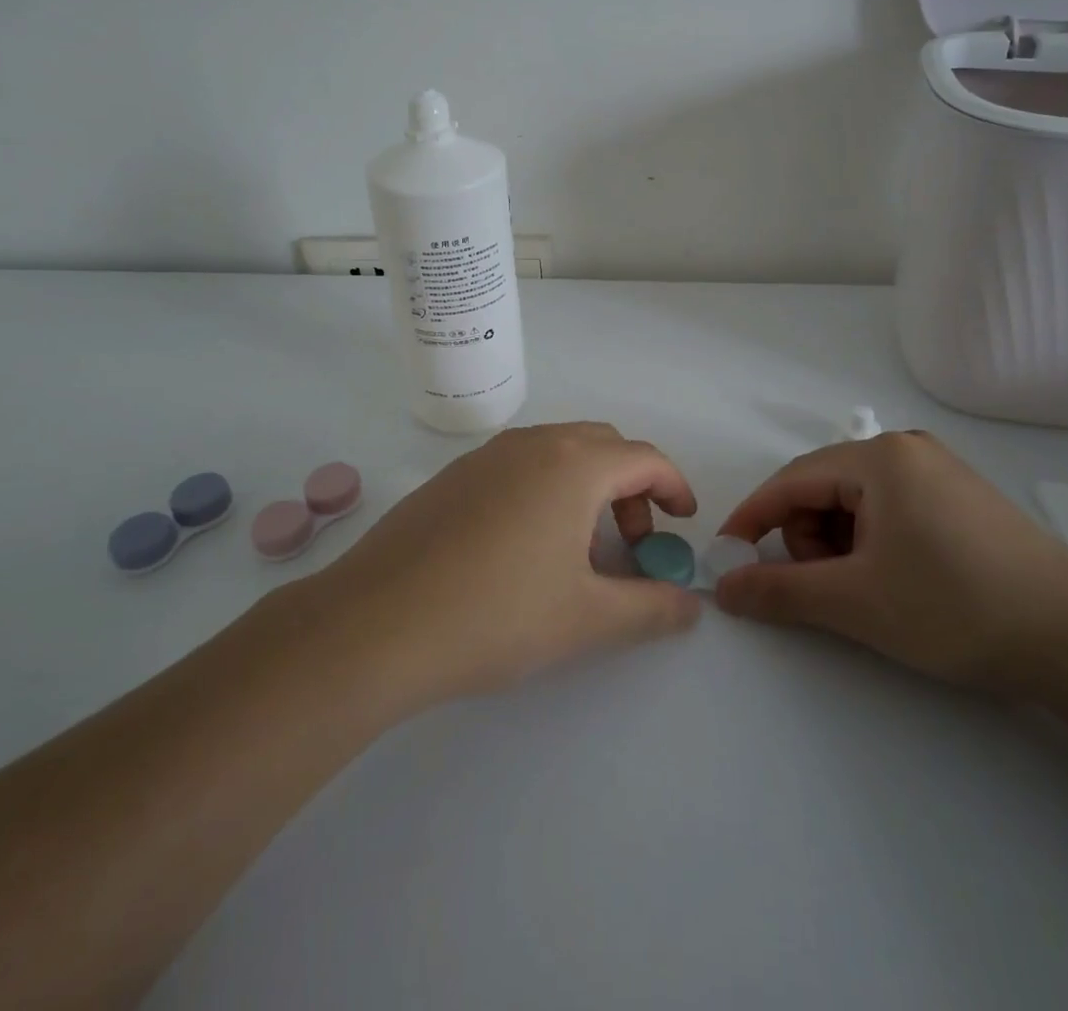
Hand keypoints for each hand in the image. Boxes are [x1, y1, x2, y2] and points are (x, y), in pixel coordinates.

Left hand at [321, 423, 701, 705]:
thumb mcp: (588, 619)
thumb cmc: (497, 615)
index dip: (673, 487)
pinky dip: (545, 488)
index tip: (682, 523)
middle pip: (603, 445)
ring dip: (586, 486)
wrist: (377, 623)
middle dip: (630, 486)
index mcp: (573, 464)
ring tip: (579, 548)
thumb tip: (691, 605)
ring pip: (558, 451)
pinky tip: (524, 546)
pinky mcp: (453, 476)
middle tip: (631, 541)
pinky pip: (518, 465)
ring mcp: (486, 455)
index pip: (644, 458)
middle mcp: (532, 444)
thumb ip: (651, 608)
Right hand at [713, 432, 1067, 693]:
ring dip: (840, 546)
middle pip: (822, 489)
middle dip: (808, 539)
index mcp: (879, 457)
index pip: (791, 480)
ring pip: (855, 502)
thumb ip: (780, 591)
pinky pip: (889, 510)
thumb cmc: (956, 607)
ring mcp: (938, 471)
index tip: (728, 558)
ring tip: (869, 592)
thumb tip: (723, 587)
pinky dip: (873, 544)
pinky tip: (898, 581)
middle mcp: (906, 450)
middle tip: (829, 590)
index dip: (753, 519)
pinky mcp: (959, 498)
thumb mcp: (856, 602)